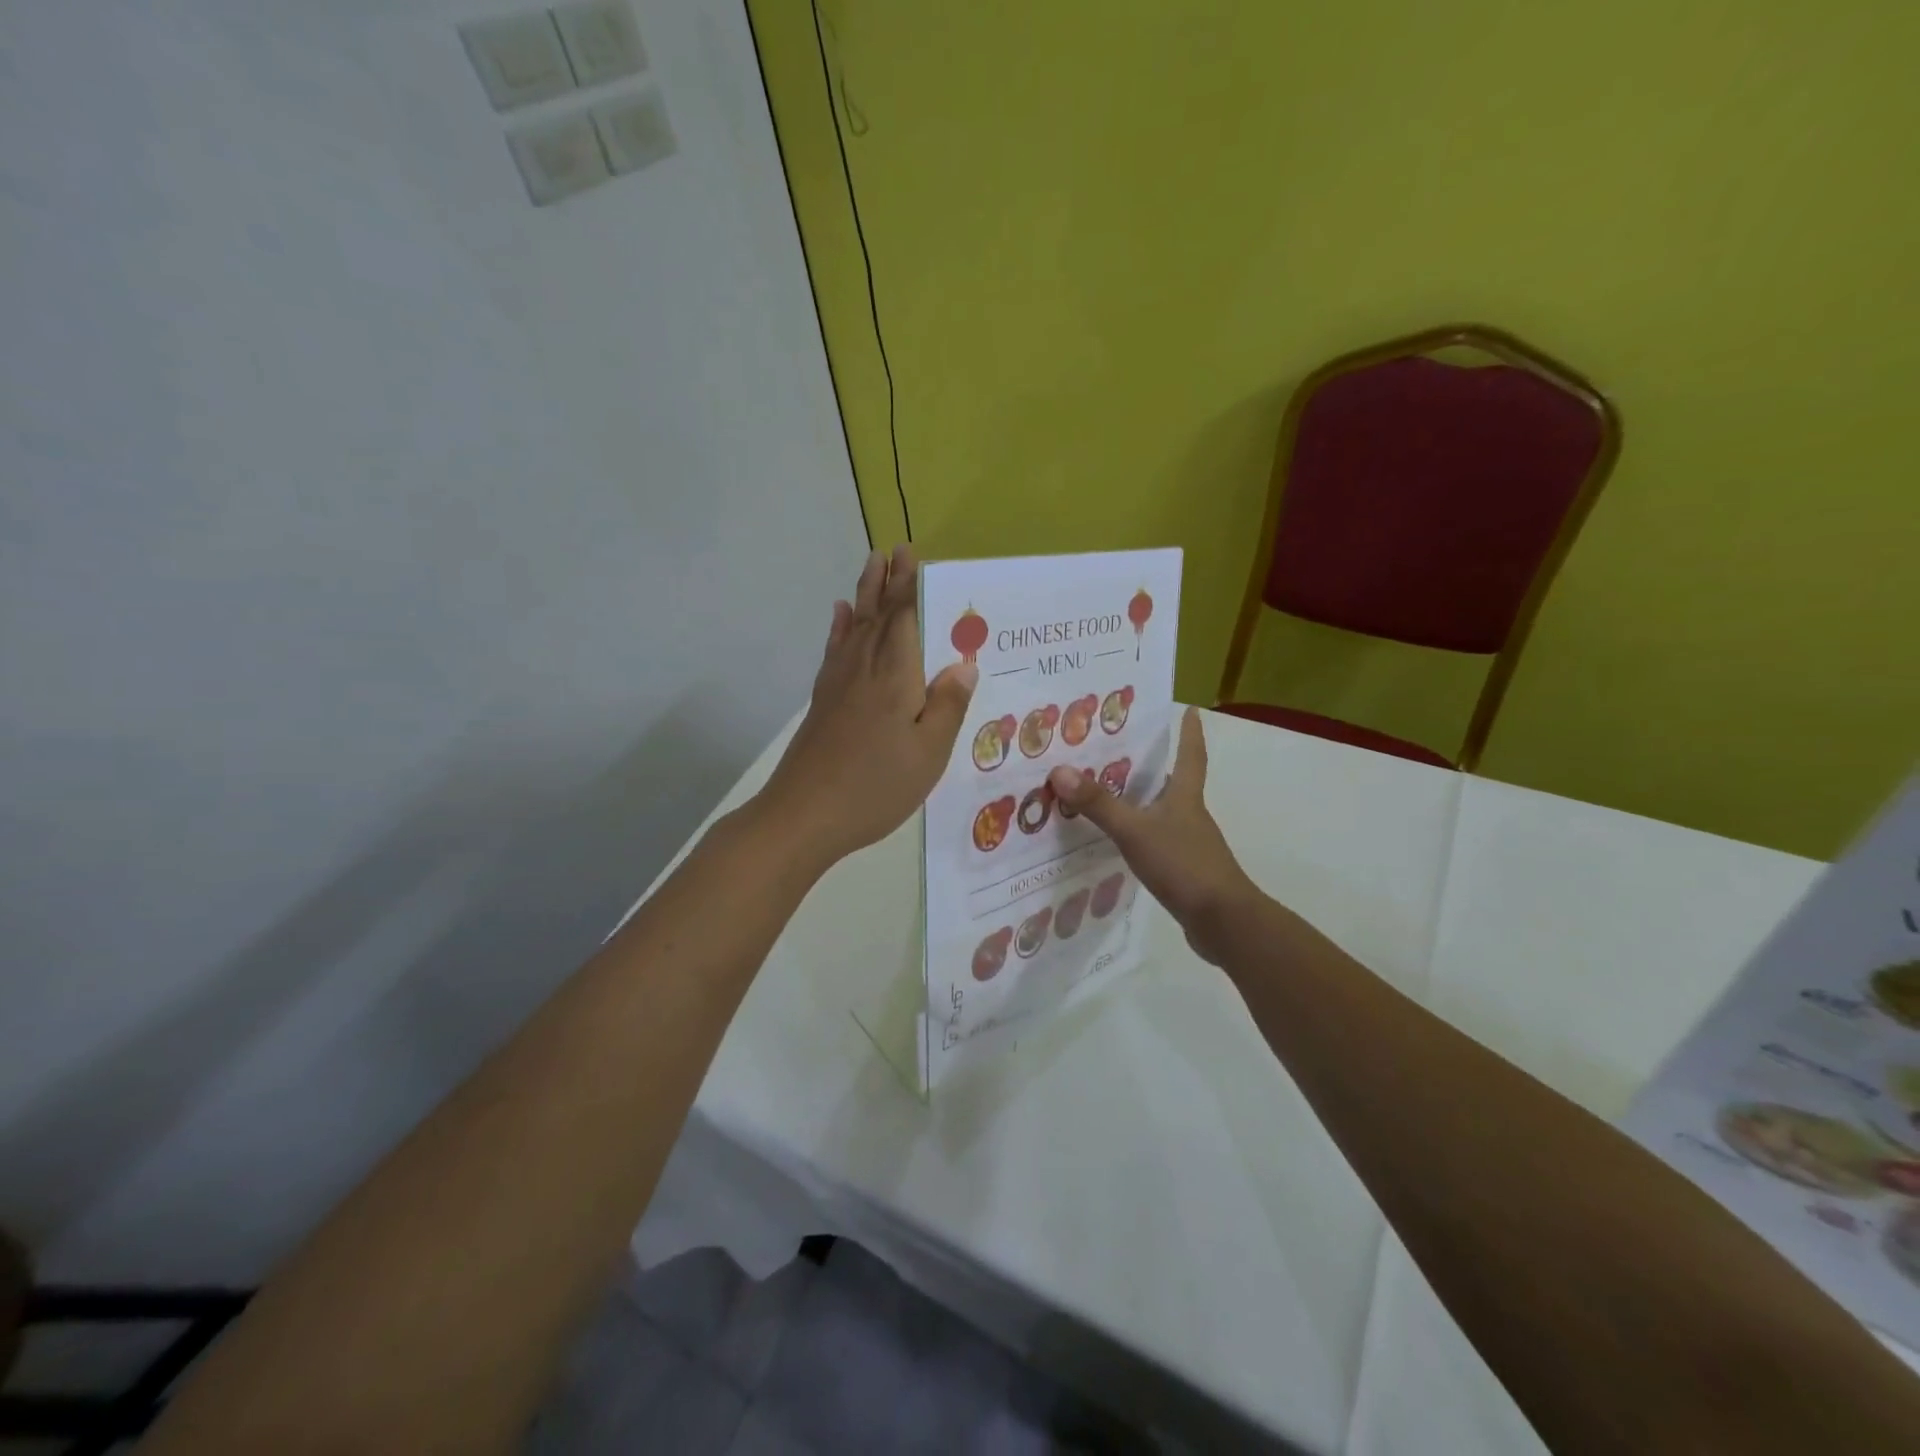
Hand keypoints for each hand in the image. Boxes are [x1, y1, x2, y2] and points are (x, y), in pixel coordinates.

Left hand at [754, 545, 976, 869]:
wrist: (805, 814)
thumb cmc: (876, 785)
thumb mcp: (929, 752)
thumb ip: (947, 705)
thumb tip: (964, 664)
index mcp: (896, 676)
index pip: (904, 618)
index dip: (910, 585)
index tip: (912, 555)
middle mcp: (864, 668)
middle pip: (876, 614)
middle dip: (886, 581)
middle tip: (893, 550)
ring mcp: (838, 683)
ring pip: (854, 626)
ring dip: (864, 594)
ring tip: (870, 567)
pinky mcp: (823, 701)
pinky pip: (834, 651)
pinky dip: (839, 629)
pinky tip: (841, 617)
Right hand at [1047, 708, 1258, 964]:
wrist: (1222, 921)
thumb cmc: (1184, 865)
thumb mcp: (1135, 831)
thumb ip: (1098, 804)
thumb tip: (1060, 770)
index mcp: (1185, 797)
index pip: (1191, 755)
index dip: (1190, 732)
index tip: (1192, 710)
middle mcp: (1190, 815)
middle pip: (1174, 781)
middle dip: (1155, 764)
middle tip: (1124, 747)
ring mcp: (1189, 844)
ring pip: (1163, 812)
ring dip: (1143, 799)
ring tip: (1110, 791)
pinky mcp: (1185, 870)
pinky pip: (1157, 840)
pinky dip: (1140, 833)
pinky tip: (1121, 841)